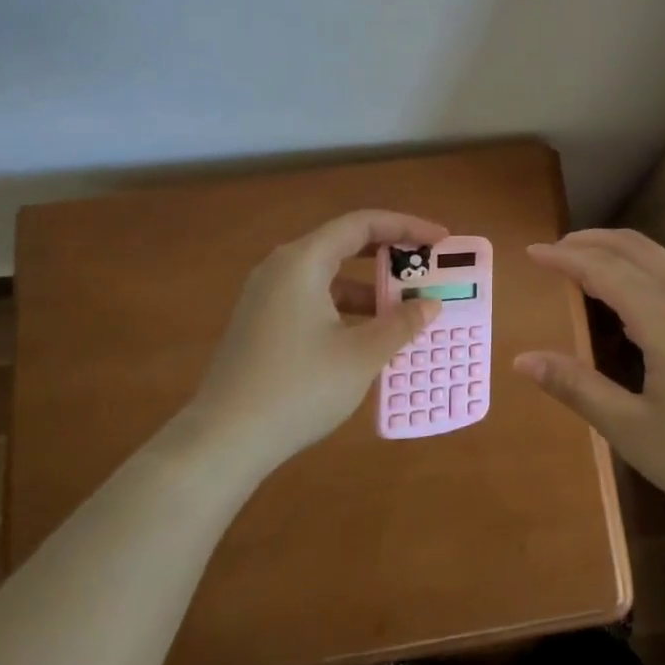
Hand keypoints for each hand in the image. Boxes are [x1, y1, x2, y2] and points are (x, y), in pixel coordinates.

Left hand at [186, 209, 446, 469]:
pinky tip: (368, 336)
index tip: (440, 241)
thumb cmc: (299, 388)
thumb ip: (400, 324)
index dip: (406, 227)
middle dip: (389, 255)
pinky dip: (346, 307)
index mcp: (302, 262)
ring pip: (328, 276)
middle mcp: (281, 268)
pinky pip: (313, 299)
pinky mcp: (261, 323)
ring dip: (369, 288)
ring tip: (405, 309)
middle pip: (343, 244)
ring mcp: (266, 296)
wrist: (224, 440)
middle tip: (426, 268)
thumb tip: (429, 305)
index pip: (362, 224)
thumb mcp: (361, 356)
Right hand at [514, 228, 664, 536]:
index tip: (530, 252)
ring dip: (619, 254)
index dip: (563, 257)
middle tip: (554, 249)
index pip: (602, 269)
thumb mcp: (636, 432)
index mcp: (664, 316)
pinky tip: (634, 304)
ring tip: (586, 268)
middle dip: (591, 241)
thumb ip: (578, 388)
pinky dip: (642, 273)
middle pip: (634, 248)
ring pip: (660, 261)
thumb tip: (523, 359)